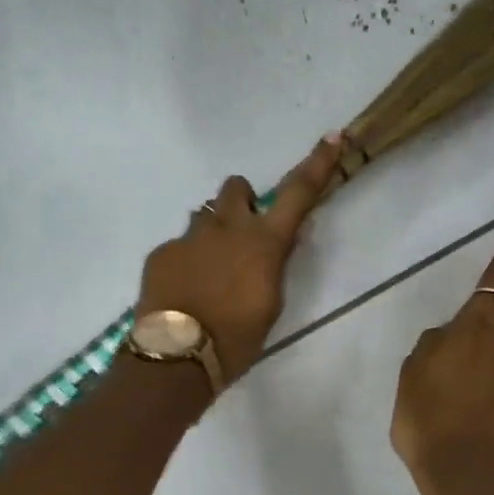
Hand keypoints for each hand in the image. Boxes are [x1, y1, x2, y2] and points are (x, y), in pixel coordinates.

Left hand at [136, 133, 343, 380]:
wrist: (177, 357)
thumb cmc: (237, 338)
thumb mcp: (271, 303)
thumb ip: (277, 263)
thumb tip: (288, 235)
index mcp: (264, 242)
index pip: (298, 193)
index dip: (317, 164)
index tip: (332, 137)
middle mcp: (227, 228)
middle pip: (236, 187)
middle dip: (241, 201)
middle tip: (242, 233)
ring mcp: (190, 237)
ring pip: (204, 215)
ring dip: (213, 232)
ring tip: (209, 271)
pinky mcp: (161, 252)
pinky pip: (179, 245)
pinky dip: (186, 260)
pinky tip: (184, 291)